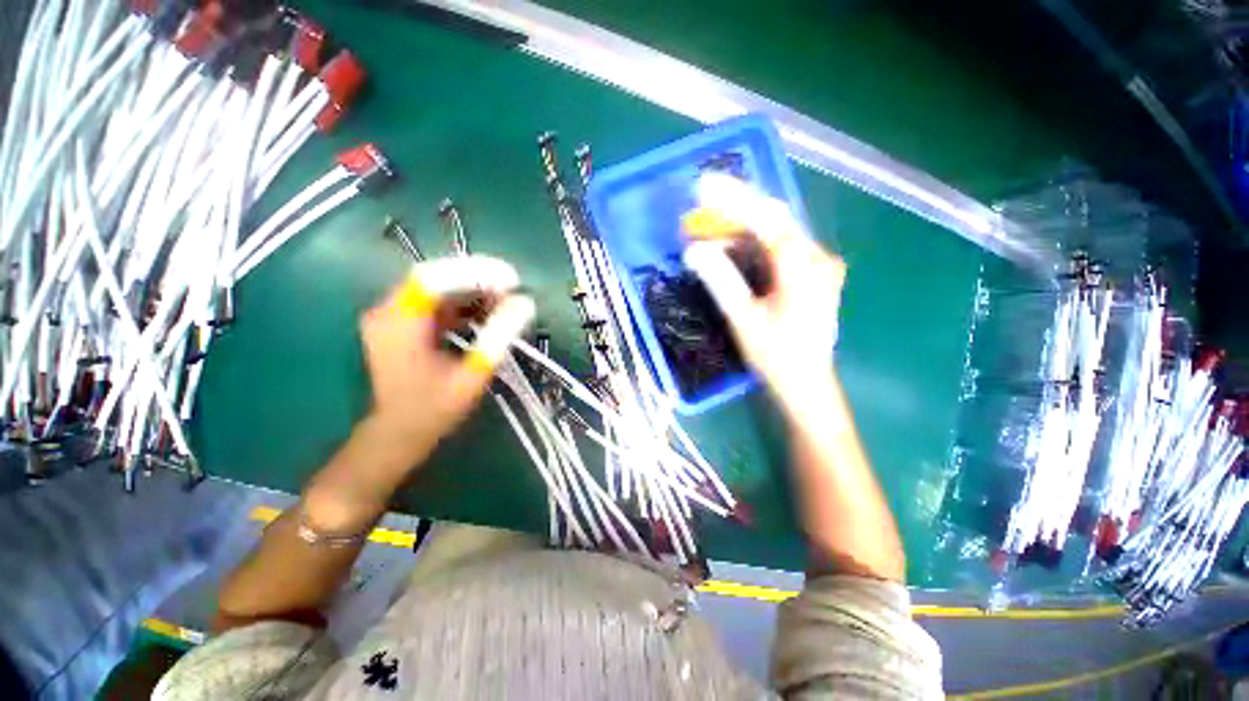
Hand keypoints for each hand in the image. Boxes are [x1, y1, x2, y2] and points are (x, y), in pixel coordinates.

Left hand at [361, 255, 535, 458]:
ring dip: (474, 291)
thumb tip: (525, 303)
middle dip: (478, 280)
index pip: (434, 278)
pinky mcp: (404, 322)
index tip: (511, 280)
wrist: (398, 433)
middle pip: (436, 277)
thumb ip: (498, 337)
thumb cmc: (434, 410)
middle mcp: (389, 310)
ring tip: (506, 301)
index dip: (474, 272)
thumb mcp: (472, 375)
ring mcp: (394, 315)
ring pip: (439, 287)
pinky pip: (438, 301)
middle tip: (514, 290)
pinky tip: (488, 313)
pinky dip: (465, 303)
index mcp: (399, 323)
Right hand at [683, 173, 844, 413]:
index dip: (734, 200)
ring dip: (741, 224)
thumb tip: (694, 250)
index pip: (767, 220)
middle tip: (701, 196)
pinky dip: (752, 241)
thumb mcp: (744, 320)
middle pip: (773, 218)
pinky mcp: (809, 274)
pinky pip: (778, 247)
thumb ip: (721, 281)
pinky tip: (731, 243)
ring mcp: (816, 265)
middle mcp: (816, 258)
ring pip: (775, 231)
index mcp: (803, 267)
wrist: (807, 384)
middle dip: (736, 205)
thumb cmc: (776, 357)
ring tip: (708, 220)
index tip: (703, 186)